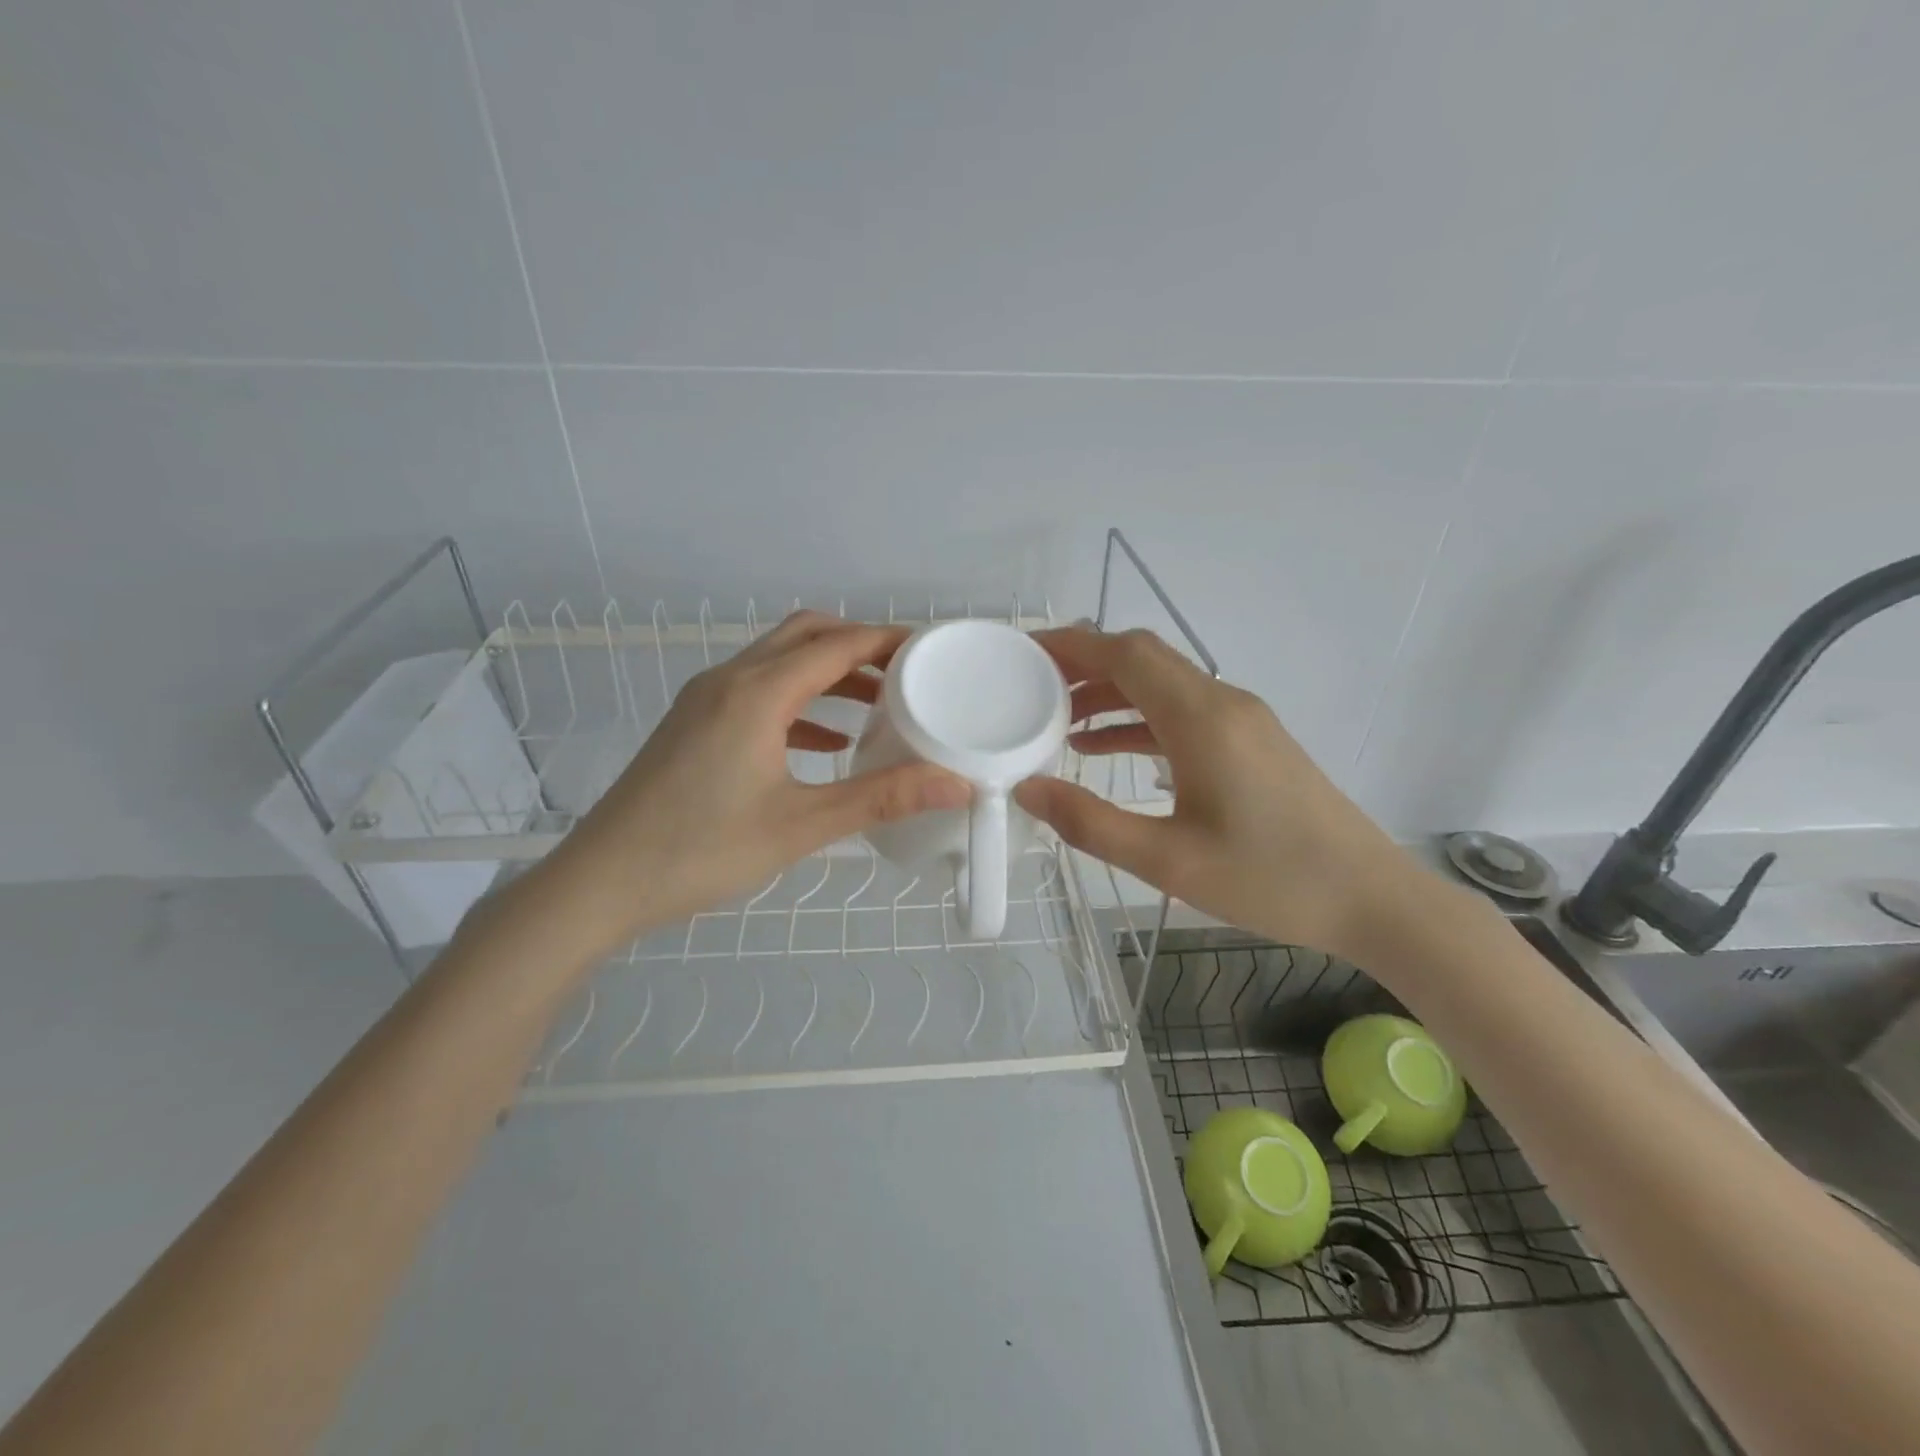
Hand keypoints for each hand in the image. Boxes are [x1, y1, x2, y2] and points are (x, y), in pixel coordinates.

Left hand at [521, 612, 969, 960]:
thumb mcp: (801, 825)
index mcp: (758, 692)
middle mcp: (730, 680)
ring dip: (829, 673)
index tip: (932, 651)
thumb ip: (882, 798)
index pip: (837, 644)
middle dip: (859, 646)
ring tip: (878, 704)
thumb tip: (957, 784)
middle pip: (806, 636)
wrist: (601, 881)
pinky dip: (800, 702)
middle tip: (907, 674)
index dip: (888, 641)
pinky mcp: (694, 724)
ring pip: (780, 662)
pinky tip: (825, 742)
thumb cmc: (702, 850)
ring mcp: (706, 700)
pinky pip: (759, 693)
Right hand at [1013, 627, 1416, 962]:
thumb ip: (1090, 822)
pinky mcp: (1251, 742)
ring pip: (1162, 685)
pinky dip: (1138, 720)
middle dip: (1084, 665)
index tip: (1024, 651)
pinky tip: (1106, 750)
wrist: (1371, 898)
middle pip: (1143, 659)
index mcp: (1201, 718)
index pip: (1125, 655)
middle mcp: (1222, 703)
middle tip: (1031, 686)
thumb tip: (1027, 789)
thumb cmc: (1270, 879)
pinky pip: (1182, 713)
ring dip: (1110, 693)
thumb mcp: (1167, 861)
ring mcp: (1241, 720)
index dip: (1072, 645)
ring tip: (1057, 720)